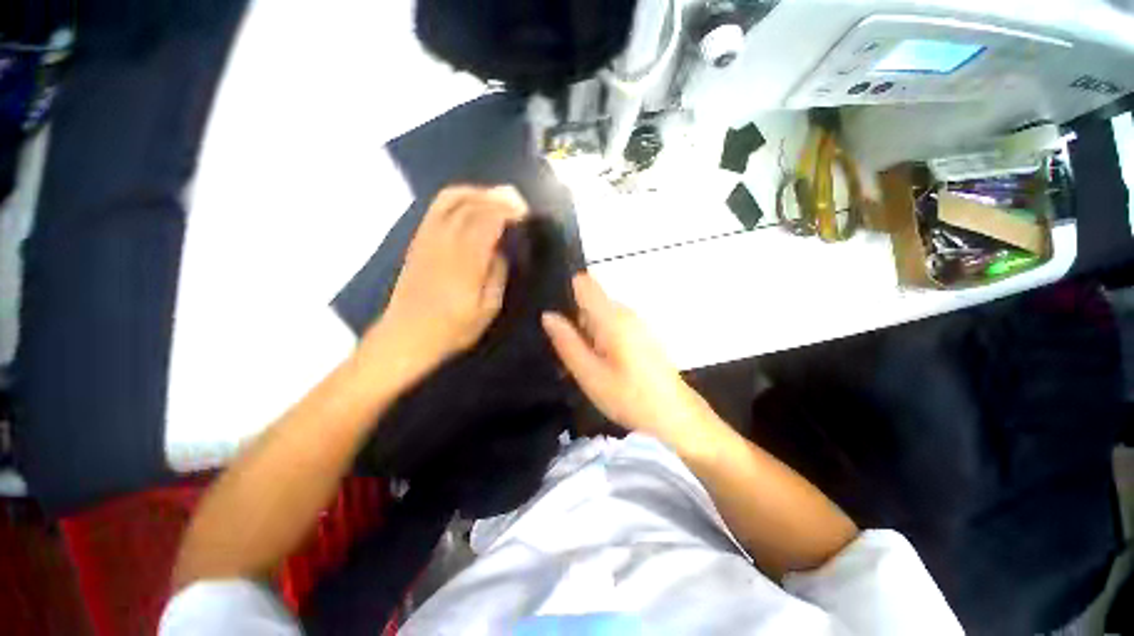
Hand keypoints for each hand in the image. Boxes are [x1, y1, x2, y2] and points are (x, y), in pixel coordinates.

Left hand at [362, 185, 527, 381]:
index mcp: (466, 262)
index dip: (507, 210)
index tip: (524, 212)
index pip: (487, 221)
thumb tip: (500, 249)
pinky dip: (457, 197)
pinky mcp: (418, 240)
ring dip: (477, 192)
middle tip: (517, 202)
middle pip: (471, 205)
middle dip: (497, 197)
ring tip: (496, 197)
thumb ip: (497, 275)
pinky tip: (470, 203)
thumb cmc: (453, 328)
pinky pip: (436, 208)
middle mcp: (444, 242)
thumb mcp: (488, 309)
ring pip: (451, 200)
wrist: (407, 335)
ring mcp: (427, 238)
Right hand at [542, 274, 721, 450]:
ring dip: (586, 334)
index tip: (555, 316)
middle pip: (589, 303)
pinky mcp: (640, 334)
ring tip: (584, 365)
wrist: (674, 415)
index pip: (584, 283)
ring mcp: (635, 323)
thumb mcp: (589, 374)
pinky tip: (602, 367)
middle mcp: (625, 312)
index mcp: (612, 317)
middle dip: (574, 322)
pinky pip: (612, 327)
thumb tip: (548, 315)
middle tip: (568, 354)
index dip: (565, 291)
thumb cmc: (629, 397)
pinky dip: (600, 340)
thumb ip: (567, 342)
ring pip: (599, 317)